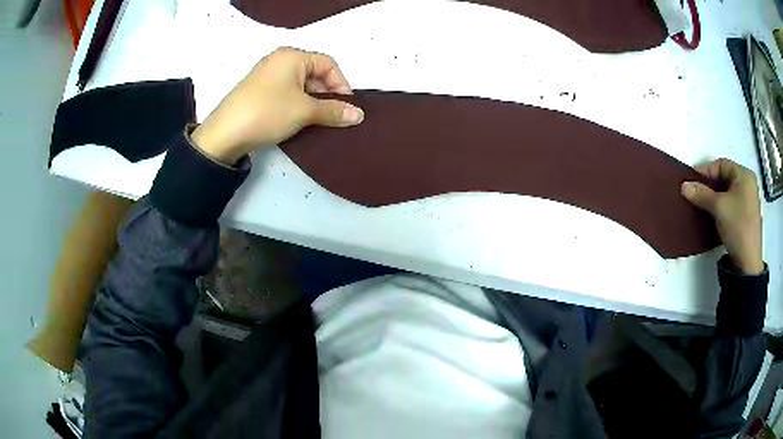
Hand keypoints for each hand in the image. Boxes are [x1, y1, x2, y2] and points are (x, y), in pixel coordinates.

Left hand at [192, 47, 363, 163]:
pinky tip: (299, 122)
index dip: (342, 84)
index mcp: (291, 56)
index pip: (328, 64)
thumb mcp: (304, 111)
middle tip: (332, 116)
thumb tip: (358, 115)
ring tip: (317, 122)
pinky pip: (286, 94)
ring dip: (313, 102)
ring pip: (300, 85)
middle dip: (327, 94)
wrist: (224, 135)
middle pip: (314, 73)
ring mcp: (267, 77)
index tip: (346, 107)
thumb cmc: (267, 112)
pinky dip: (297, 105)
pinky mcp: (258, 92)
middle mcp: (279, 61)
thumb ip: (333, 111)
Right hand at [681, 158, 762, 274]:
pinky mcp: (747, 215)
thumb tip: (684, 185)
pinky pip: (732, 203)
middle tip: (696, 192)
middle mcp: (748, 184)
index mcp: (744, 175)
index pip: (721, 165)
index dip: (706, 170)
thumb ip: (702, 194)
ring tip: (703, 203)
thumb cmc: (737, 226)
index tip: (692, 179)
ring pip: (728, 192)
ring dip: (715, 196)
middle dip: (710, 184)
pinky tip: (714, 213)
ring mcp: (749, 201)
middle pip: (725, 177)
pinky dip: (722, 205)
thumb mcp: (718, 208)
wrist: (748, 262)